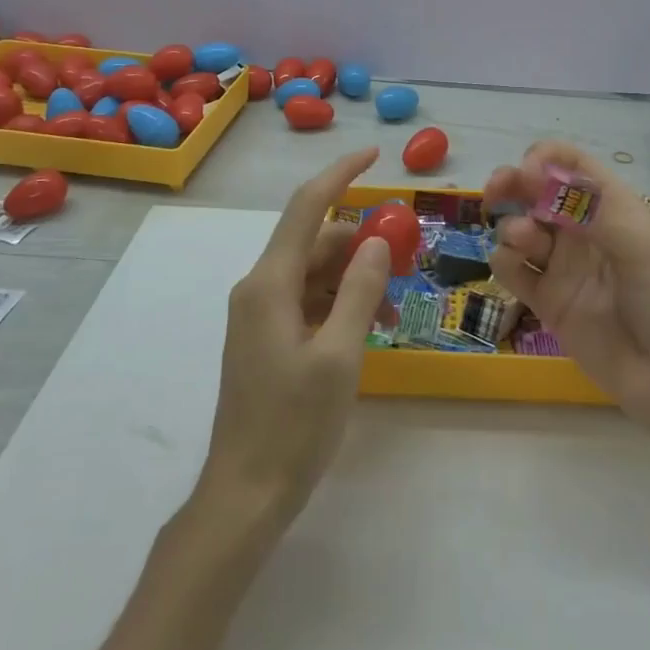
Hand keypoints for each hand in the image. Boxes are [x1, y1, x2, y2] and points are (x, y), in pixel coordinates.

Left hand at [199, 148, 393, 527]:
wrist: (244, 495)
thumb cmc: (293, 426)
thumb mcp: (340, 356)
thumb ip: (360, 291)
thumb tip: (376, 240)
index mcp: (269, 283)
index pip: (307, 207)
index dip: (341, 174)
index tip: (374, 154)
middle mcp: (259, 288)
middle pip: (315, 241)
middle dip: (361, 244)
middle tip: (405, 263)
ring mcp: (260, 314)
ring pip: (315, 273)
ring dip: (355, 280)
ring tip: (393, 312)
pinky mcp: (266, 337)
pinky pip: (308, 301)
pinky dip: (340, 304)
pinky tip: (370, 330)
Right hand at [485, 141, 649, 431]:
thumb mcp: (641, 245)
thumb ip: (589, 207)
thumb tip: (537, 172)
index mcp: (613, 208)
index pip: (572, 165)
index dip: (546, 159)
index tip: (528, 171)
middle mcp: (585, 232)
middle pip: (537, 193)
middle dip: (514, 184)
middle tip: (496, 190)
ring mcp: (565, 268)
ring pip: (521, 229)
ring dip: (512, 225)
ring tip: (524, 241)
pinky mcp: (549, 304)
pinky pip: (514, 272)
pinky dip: (504, 261)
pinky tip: (512, 267)